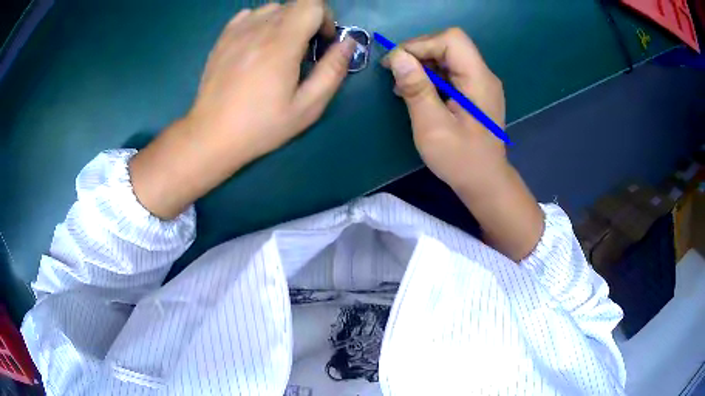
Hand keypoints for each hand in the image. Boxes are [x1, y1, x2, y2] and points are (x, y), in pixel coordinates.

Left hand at [129, 0, 355, 218]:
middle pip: (295, 5)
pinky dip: (261, 23)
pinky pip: (249, 16)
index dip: (325, 18)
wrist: (211, 135)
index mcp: (281, 43)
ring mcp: (237, 31)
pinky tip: (257, 46)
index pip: (312, 4)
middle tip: (303, 51)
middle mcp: (259, 29)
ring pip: (272, 9)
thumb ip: (332, 71)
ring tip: (279, 50)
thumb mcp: (307, 107)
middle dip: (308, 22)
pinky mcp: (223, 38)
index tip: (322, 42)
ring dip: (285, 22)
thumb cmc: (260, 126)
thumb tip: (348, 43)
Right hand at [382, 28, 506, 193]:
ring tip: (403, 86)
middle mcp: (483, 75)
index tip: (396, 63)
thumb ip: (417, 89)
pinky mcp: (474, 93)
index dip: (421, 44)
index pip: (451, 40)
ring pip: (448, 57)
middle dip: (418, 53)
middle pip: (449, 44)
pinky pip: (451, 72)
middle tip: (396, 74)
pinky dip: (431, 77)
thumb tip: (397, 57)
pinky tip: (417, 93)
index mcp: (479, 80)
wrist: (485, 183)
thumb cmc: (460, 160)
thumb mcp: (433, 127)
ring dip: (422, 65)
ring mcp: (480, 84)